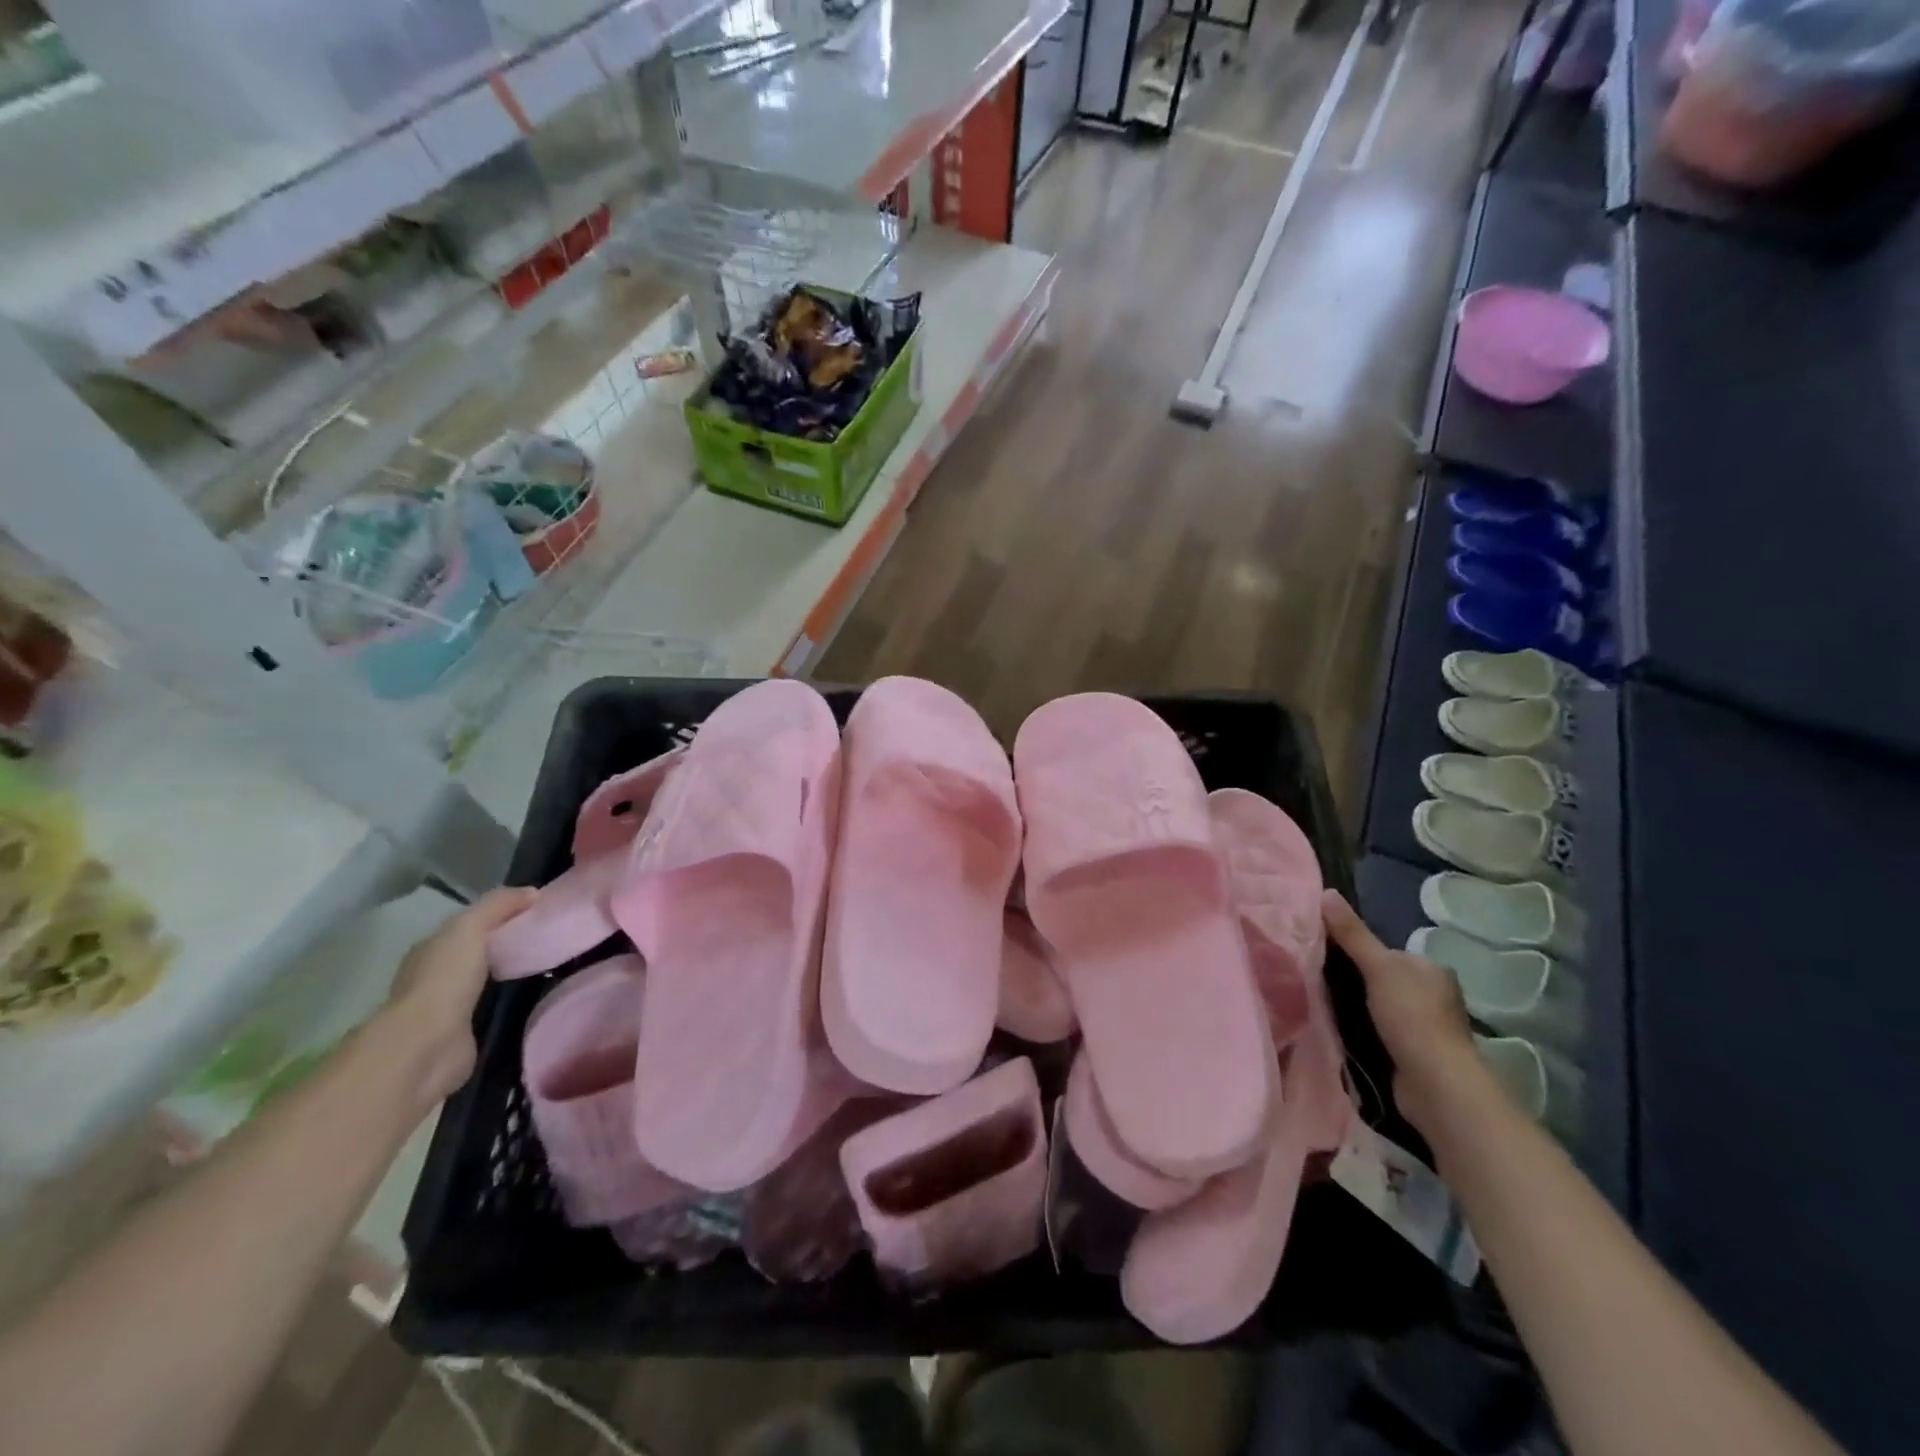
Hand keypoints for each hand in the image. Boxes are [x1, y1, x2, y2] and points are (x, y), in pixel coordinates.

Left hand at [382, 887, 537, 1106]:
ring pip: (484, 984)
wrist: (428, 1045)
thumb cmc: (445, 978)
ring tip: (546, 969)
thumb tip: (533, 892)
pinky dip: (507, 1005)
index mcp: (431, 949)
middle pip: (476, 954)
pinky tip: (532, 1000)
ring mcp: (446, 1010)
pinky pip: (491, 1011)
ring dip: (508, 978)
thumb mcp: (471, 927)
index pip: (467, 926)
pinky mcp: (463, 1036)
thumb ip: (498, 905)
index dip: (498, 916)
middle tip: (546, 940)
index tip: (536, 913)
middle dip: (505, 947)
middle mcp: (434, 977)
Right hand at [1322, 890, 1482, 1137]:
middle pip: (1384, 978)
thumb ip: (1352, 933)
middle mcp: (1435, 994)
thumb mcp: (1377, 967)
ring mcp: (1427, 1026)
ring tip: (1324, 1002)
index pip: (1387, 951)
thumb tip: (1326, 891)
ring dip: (1358, 1006)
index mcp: (1431, 969)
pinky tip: (1344, 1030)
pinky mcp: (1416, 1053)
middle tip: (1319, 977)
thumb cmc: (1411, 1017)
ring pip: (1382, 1005)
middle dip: (1356, 978)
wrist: (1436, 1085)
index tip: (1325, 953)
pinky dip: (1365, 1029)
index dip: (1357, 950)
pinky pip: (1383, 1030)